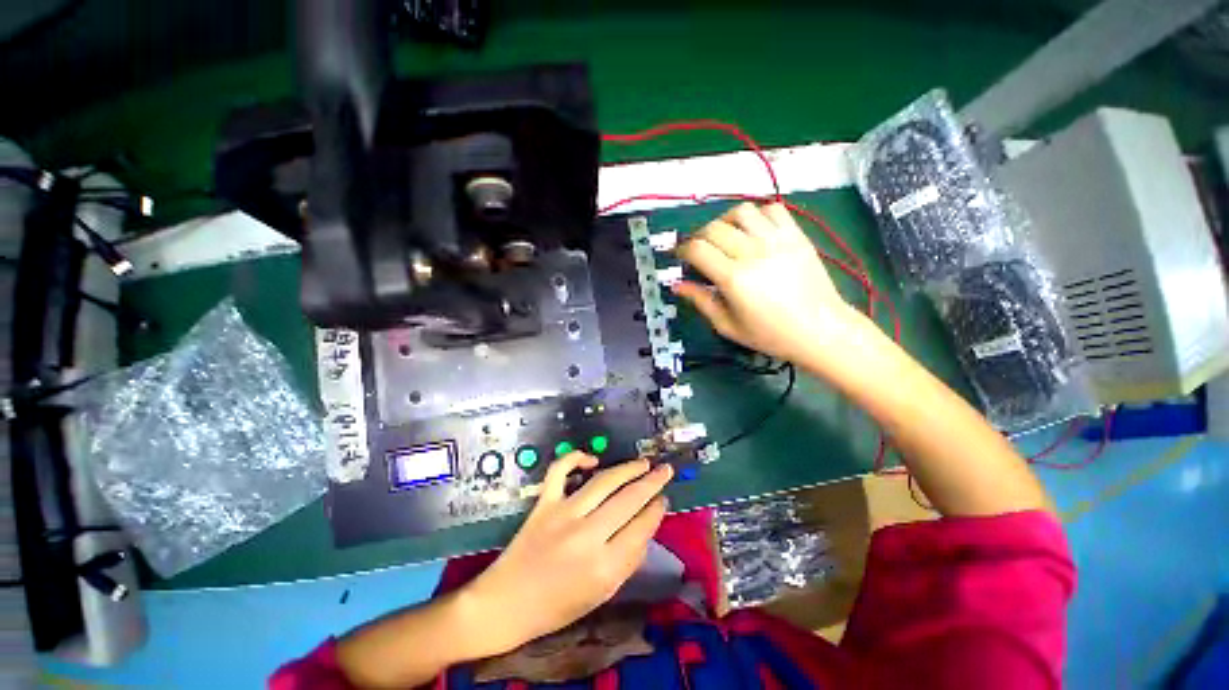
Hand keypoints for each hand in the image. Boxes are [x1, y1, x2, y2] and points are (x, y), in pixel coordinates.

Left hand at [461, 453, 671, 655]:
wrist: (507, 604)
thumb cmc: (557, 606)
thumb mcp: (602, 594)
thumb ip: (628, 560)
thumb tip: (646, 525)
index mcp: (605, 567)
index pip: (641, 527)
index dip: (656, 509)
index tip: (664, 498)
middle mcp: (587, 536)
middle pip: (628, 500)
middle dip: (652, 482)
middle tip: (665, 470)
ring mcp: (563, 514)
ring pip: (603, 481)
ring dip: (627, 468)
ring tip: (643, 463)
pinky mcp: (543, 503)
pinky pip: (560, 471)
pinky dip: (576, 458)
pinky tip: (592, 459)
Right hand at [674, 202, 867, 369]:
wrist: (820, 330)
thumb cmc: (771, 334)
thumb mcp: (728, 326)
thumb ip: (701, 301)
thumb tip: (678, 285)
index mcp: (734, 279)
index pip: (697, 249)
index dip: (682, 250)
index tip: (680, 257)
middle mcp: (754, 253)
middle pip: (714, 228)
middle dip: (698, 237)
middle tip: (699, 252)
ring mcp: (778, 240)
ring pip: (741, 211)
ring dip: (725, 221)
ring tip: (725, 237)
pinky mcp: (796, 235)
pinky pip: (772, 209)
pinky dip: (756, 215)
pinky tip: (753, 231)